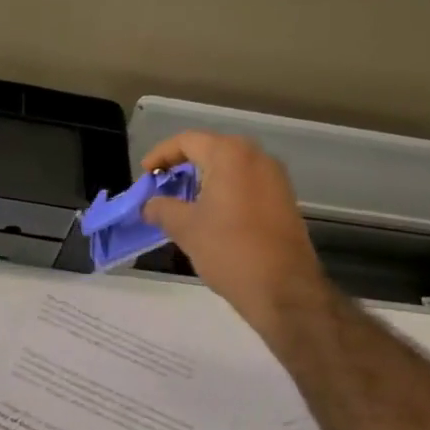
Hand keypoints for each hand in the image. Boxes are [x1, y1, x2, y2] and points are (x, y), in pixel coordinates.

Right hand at [142, 131, 328, 329]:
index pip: (187, 140)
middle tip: (162, 185)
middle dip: (183, 165)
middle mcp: (257, 157)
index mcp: (231, 155)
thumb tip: (149, 205)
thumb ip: (162, 209)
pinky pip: (247, 183)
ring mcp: (276, 178)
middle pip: (211, 149)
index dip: (161, 154)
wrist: (284, 289)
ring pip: (231, 167)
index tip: (145, 175)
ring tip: (183, 201)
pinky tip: (210, 214)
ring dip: (204, 179)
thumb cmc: (229, 250)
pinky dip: (225, 190)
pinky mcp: (284, 200)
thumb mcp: (185, 228)